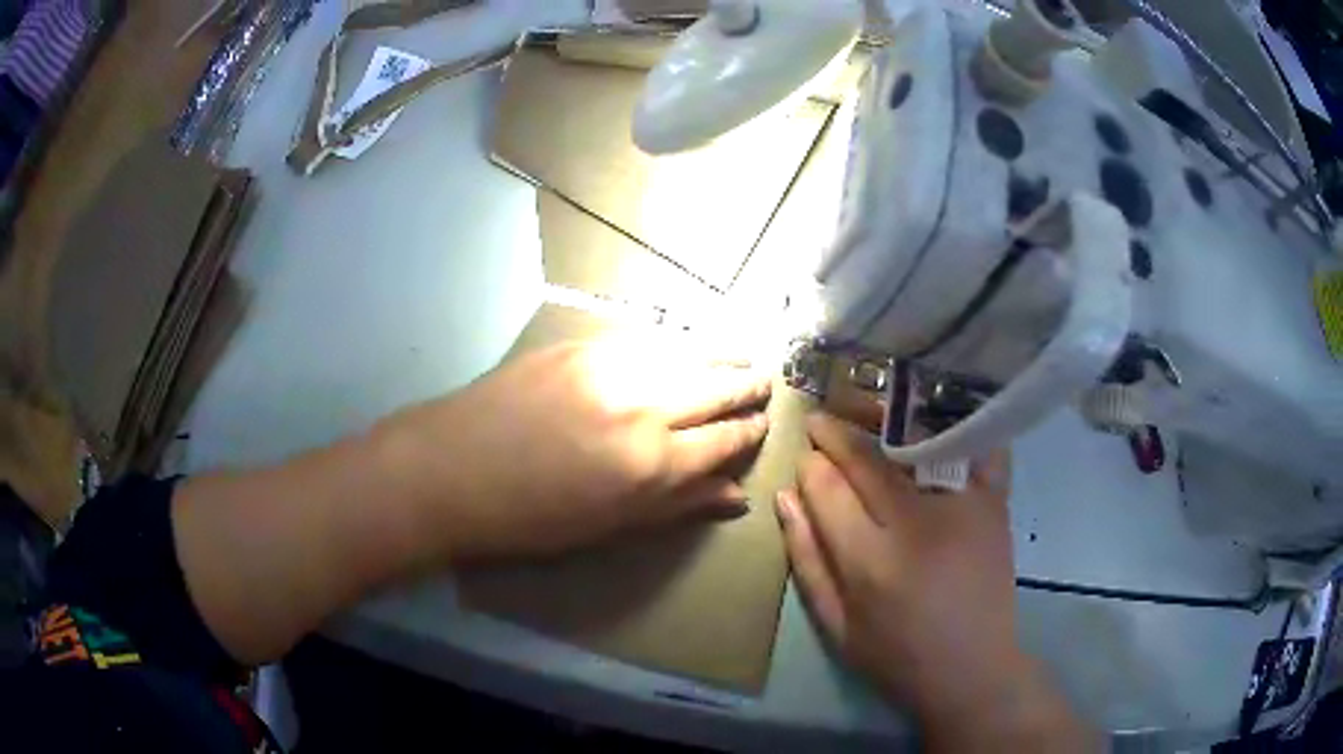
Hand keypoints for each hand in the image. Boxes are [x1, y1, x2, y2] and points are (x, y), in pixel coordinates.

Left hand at [378, 342, 771, 562]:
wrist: (451, 468)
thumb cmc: (529, 517)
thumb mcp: (608, 527)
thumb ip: (677, 506)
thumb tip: (735, 496)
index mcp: (653, 464)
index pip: (723, 441)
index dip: (748, 433)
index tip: (763, 424)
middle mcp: (644, 407)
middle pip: (715, 389)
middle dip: (747, 386)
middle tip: (767, 381)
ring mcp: (611, 367)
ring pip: (688, 354)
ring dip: (722, 354)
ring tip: (744, 355)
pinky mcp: (582, 344)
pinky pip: (647, 338)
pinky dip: (677, 342)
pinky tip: (689, 343)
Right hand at [777, 414, 1090, 750]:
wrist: (973, 669)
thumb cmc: (897, 656)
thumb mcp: (835, 625)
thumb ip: (806, 560)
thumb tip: (785, 498)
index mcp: (872, 562)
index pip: (828, 489)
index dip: (810, 466)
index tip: (803, 456)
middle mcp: (917, 524)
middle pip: (868, 458)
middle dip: (836, 433)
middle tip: (820, 422)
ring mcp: (963, 506)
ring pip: (916, 442)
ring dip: (885, 420)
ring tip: (865, 412)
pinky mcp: (995, 503)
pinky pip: (976, 447)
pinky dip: (957, 427)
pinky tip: (934, 420)